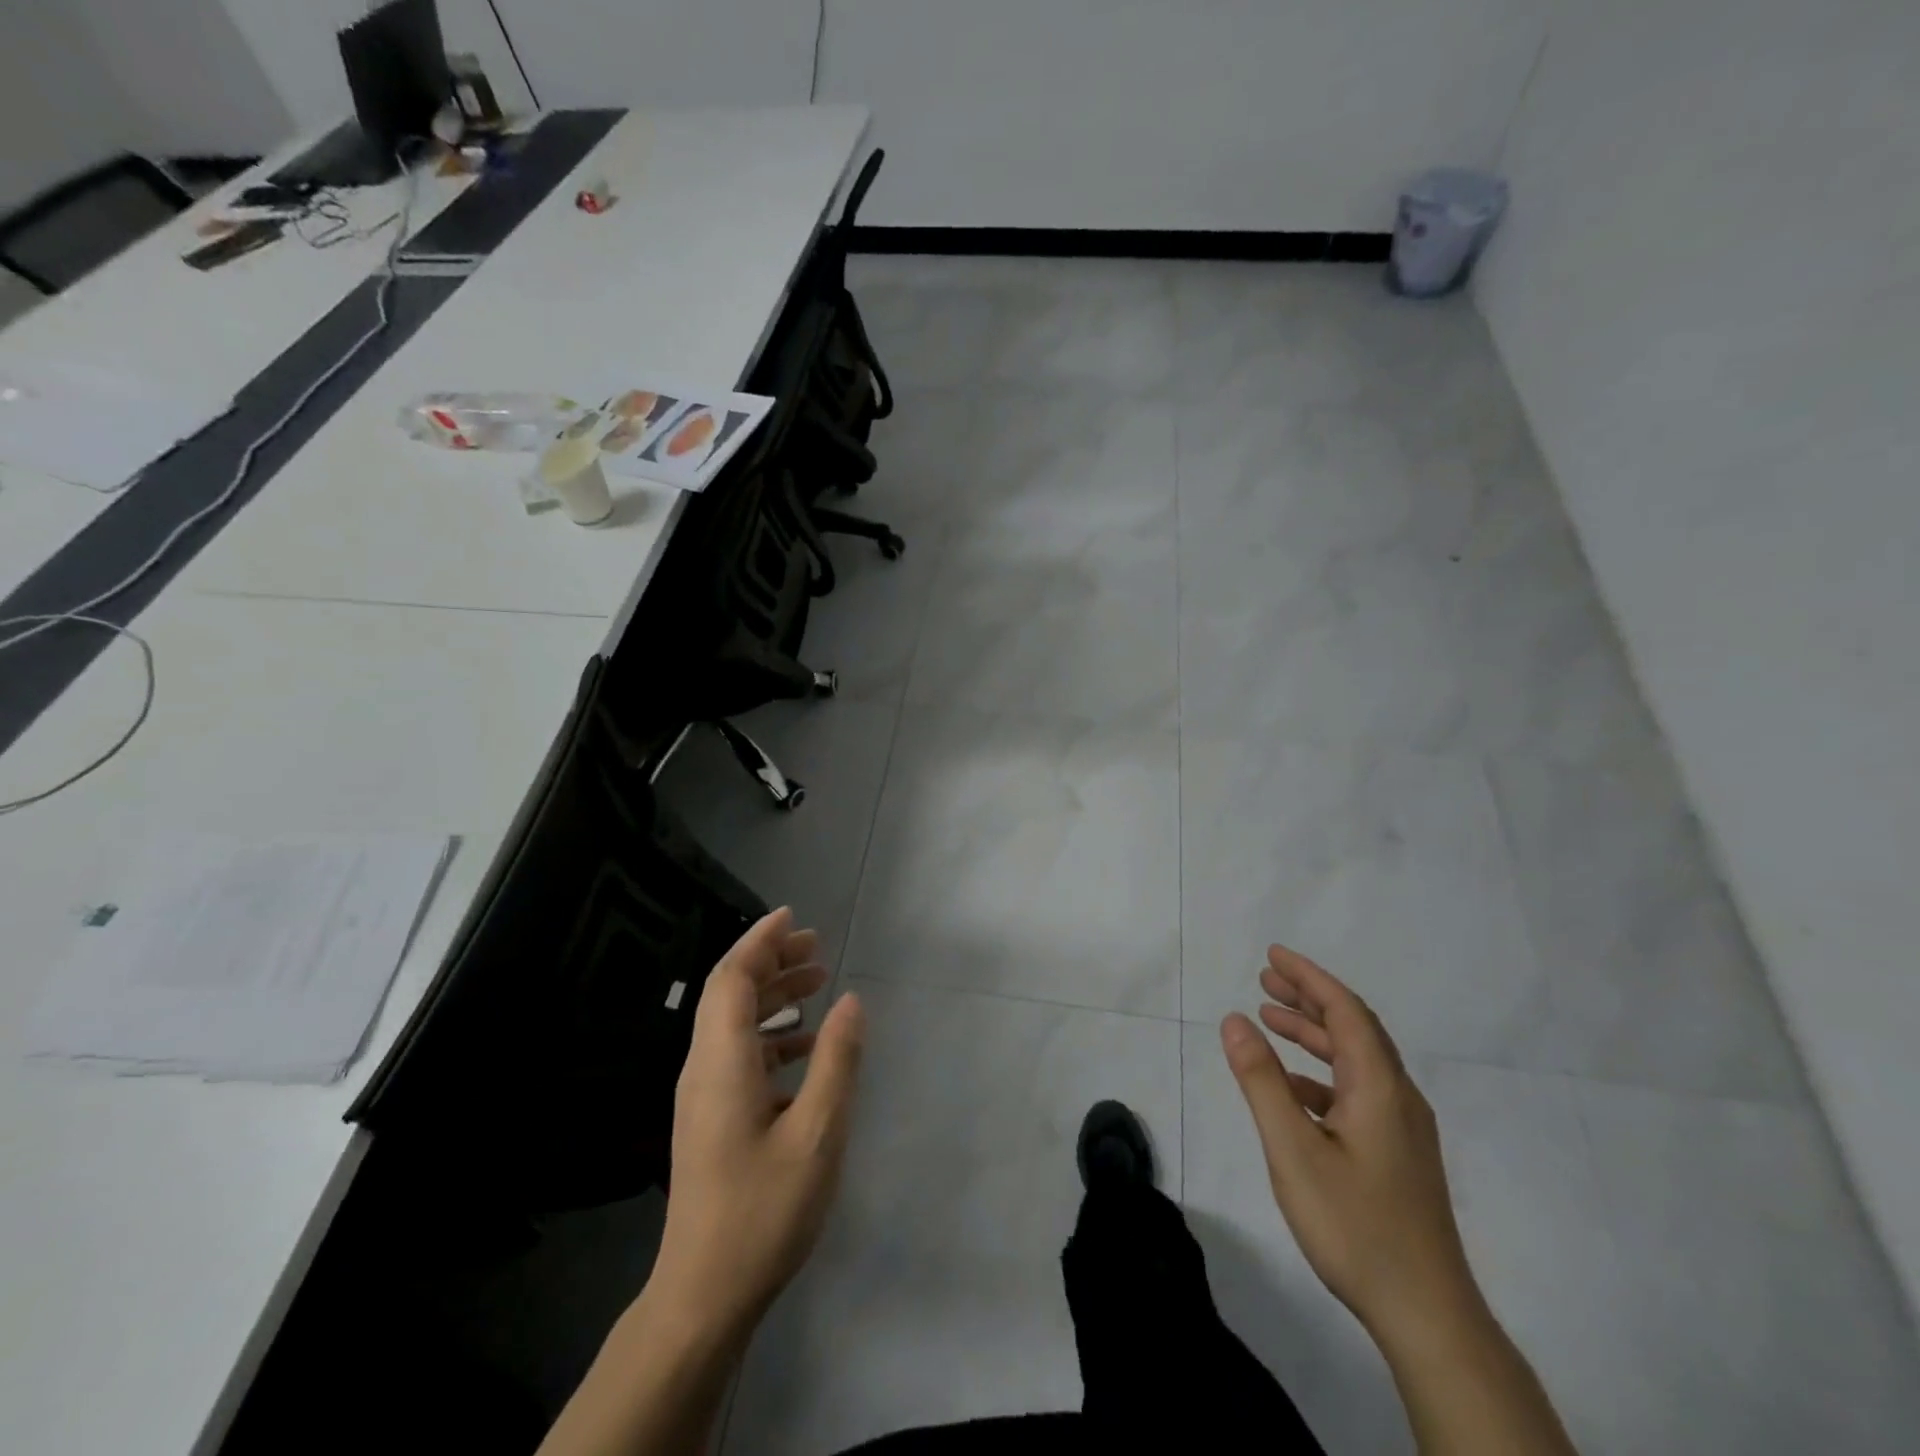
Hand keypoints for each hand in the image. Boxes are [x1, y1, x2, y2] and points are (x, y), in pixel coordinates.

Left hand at [651, 907, 865, 1332]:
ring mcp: (703, 1095)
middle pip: (729, 993)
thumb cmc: (763, 1212)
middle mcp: (703, 1068)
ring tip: (818, 981)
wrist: (703, 1296)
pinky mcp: (710, 1119)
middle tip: (816, 945)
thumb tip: (851, 1001)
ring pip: (733, 1023)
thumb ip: (836, 1061)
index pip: (732, 978)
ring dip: (772, 995)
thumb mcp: (817, 1134)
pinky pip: (738, 1054)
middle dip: (770, 960)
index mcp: (721, 1063)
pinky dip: (771, 1034)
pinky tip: (806, 1046)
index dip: (761, 941)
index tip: (794, 917)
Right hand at [1219, 945, 1478, 1345]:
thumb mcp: (1293, 1150)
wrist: (1427, 1315)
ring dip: (1313, 1033)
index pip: (1345, 1010)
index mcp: (1379, 1087)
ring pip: (1356, 1060)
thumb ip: (1262, 1081)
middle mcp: (1398, 1096)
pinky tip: (1291, 1088)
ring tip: (1270, 1019)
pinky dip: (1320, 1073)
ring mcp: (1402, 1128)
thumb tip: (1234, 1020)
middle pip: (1354, 1028)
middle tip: (1264, 978)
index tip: (1273, 954)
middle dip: (1308, 998)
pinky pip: (1356, 1090)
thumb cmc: (1355, 1226)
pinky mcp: (1398, 1153)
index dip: (1309, 977)